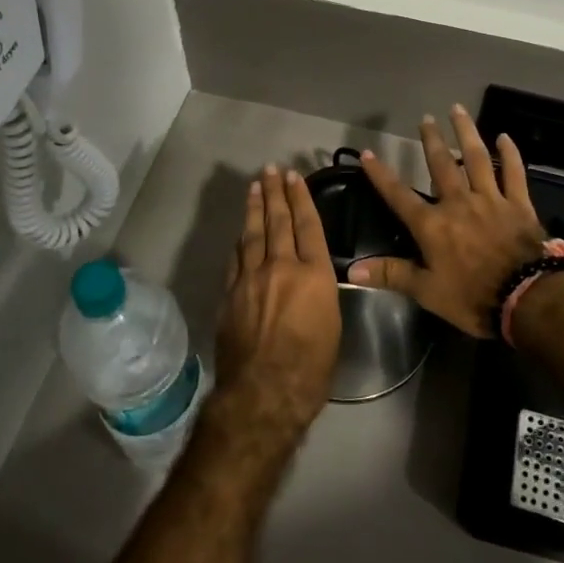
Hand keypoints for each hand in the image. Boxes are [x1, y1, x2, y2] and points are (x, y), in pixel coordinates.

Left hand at [209, 166, 341, 452]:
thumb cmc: (311, 368)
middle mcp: (282, 267)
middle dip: (276, 193)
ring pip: (252, 233)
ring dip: (255, 207)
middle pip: (277, 221)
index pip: (307, 225)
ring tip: (256, 186)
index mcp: (314, 275)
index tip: (295, 177)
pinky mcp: (231, 293)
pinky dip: (240, 240)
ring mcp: (252, 278)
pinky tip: (241, 232)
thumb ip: (320, 295)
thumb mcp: (332, 327)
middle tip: (272, 170)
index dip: (301, 198)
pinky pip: (237, 258)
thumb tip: (312, 283)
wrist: (263, 393)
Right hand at [351, 106, 546, 337]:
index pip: (399, 195)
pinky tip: (505, 137)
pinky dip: (510, 154)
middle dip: (431, 141)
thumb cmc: (472, 297)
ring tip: (457, 110)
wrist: (526, 299)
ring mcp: (490, 199)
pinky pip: (514, 173)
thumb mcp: (427, 291)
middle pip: (441, 165)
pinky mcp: (518, 204)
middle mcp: (458, 203)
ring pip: (476, 158)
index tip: (368, 153)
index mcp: (433, 225)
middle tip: (425, 118)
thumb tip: (352, 270)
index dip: (381, 175)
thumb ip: (391, 274)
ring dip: (466, 132)